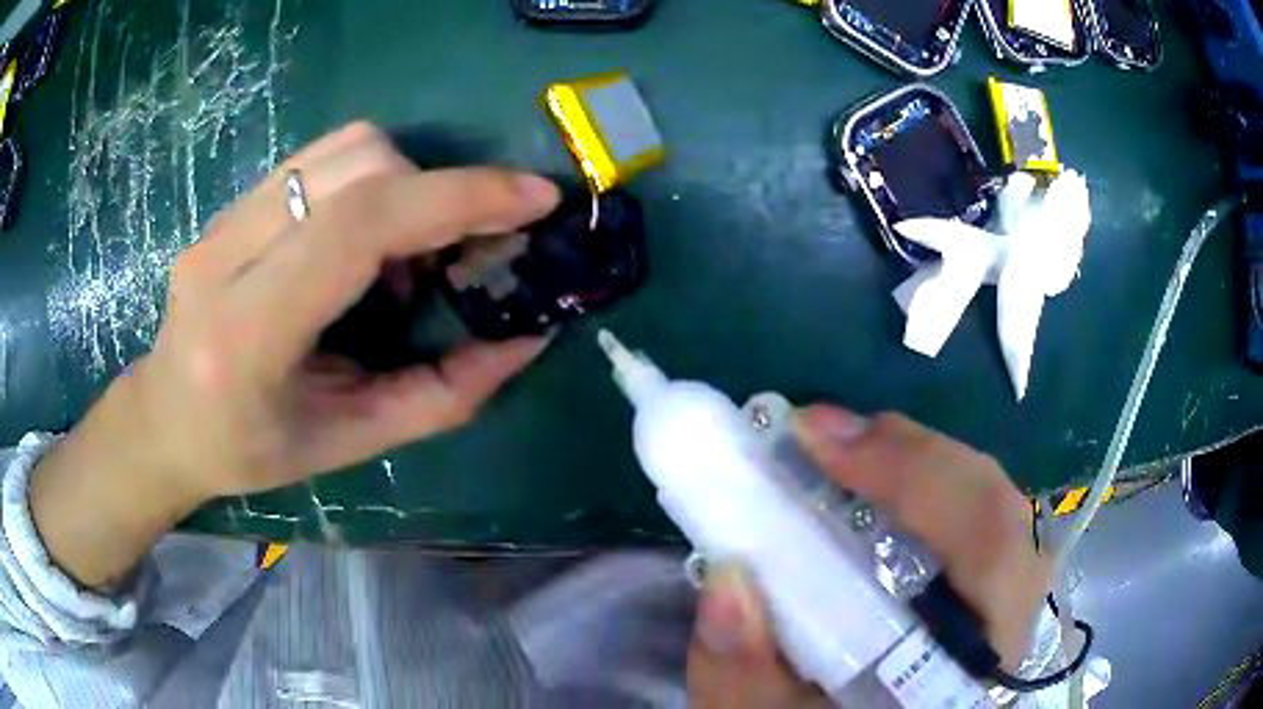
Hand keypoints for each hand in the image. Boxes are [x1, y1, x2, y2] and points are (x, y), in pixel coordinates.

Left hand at [30, 122, 560, 587]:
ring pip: (343, 147)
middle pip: (358, 166)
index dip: (455, 197)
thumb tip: (525, 339)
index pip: (357, 225)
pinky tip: (365, 238)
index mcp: (248, 333)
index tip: (534, 198)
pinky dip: (371, 182)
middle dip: (438, 191)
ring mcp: (222, 218)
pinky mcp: (230, 202)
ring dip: (405, 183)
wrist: (165, 419)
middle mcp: (225, 254)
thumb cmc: (250, 451)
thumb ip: (440, 396)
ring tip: (408, 252)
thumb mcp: (348, 444)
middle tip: (464, 250)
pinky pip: (321, 158)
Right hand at [687, 407, 1050, 706]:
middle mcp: (1007, 626)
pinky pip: (974, 520)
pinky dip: (923, 489)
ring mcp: (1005, 604)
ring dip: (917, 467)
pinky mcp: (987, 594)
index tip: (816, 439)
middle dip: (912, 456)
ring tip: (841, 452)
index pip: (987, 545)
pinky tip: (870, 488)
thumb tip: (728, 576)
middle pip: (997, 509)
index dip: (915, 473)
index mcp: (970, 666)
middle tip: (821, 435)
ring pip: (989, 506)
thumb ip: (740, 676)